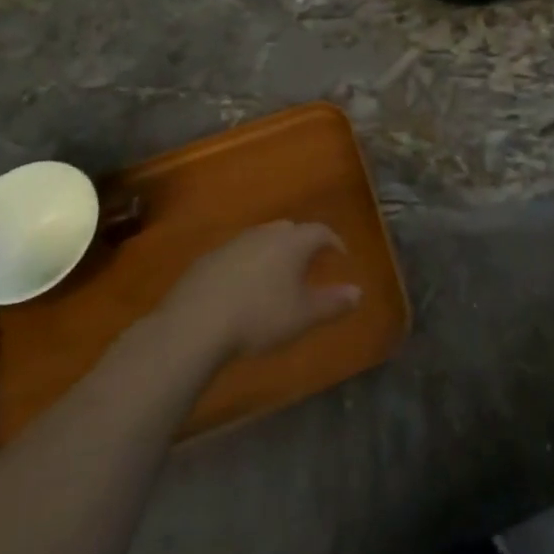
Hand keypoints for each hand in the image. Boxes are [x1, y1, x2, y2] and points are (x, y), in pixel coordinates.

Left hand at [156, 221, 360, 360]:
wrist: (195, 324)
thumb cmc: (259, 317)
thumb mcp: (303, 317)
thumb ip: (333, 303)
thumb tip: (359, 292)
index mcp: (292, 242)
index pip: (321, 231)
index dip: (334, 242)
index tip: (340, 256)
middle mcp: (265, 233)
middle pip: (290, 229)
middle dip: (302, 243)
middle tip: (309, 264)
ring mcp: (233, 243)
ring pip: (261, 239)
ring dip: (273, 253)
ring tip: (276, 277)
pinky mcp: (208, 259)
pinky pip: (237, 254)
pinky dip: (247, 264)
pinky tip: (243, 288)